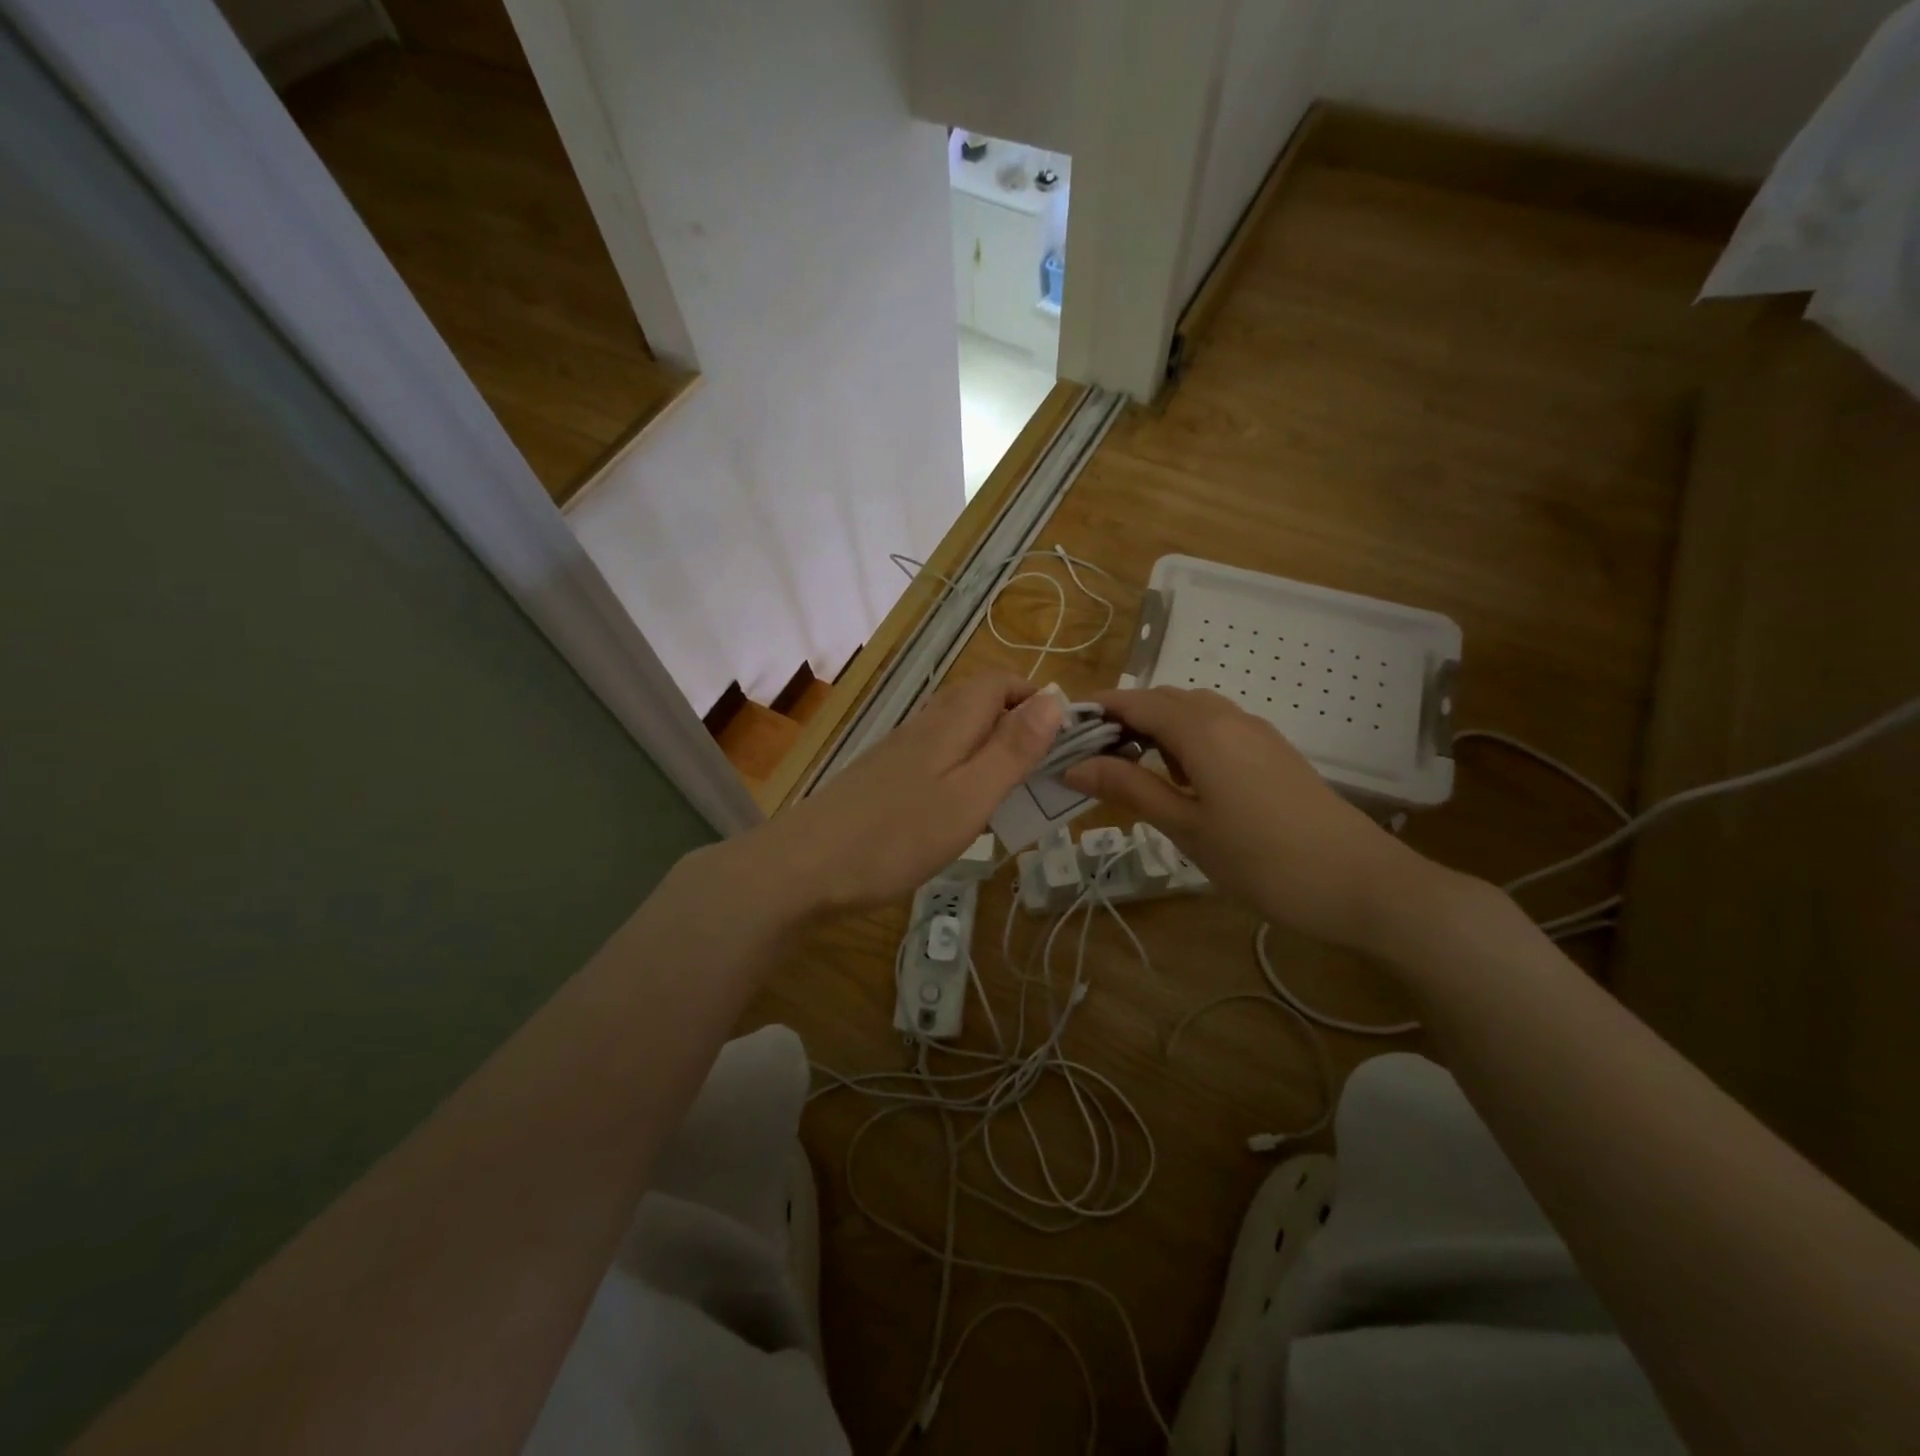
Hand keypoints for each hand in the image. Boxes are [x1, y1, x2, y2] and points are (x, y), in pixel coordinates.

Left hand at [737, 671, 1062, 914]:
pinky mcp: (884, 778)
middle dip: (1017, 722)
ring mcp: (900, 752)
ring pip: (957, 730)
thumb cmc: (896, 836)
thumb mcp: (969, 796)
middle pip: (978, 702)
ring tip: (1014, 789)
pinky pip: (937, 757)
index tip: (1065, 735)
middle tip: (1044, 766)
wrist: (806, 867)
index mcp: (950, 723)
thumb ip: (1012, 749)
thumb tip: (1055, 699)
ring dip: (991, 746)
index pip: (999, 682)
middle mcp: (924, 726)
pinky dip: (963, 769)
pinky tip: (963, 807)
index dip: (1035, 697)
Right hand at [1061, 688, 1426, 951]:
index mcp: (1202, 729)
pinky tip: (1182, 781)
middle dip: (1122, 721)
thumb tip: (1073, 764)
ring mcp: (1257, 733)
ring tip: (1129, 772)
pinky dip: (1186, 742)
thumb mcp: (1185, 826)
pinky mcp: (1274, 753)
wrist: (1362, 884)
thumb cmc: (1262, 859)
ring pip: (1192, 714)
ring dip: (1155, 730)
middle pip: (1163, 701)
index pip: (1134, 702)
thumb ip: (1129, 788)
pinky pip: (1217, 730)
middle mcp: (1229, 717)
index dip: (1095, 711)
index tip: (1059, 733)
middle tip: (1088, 759)